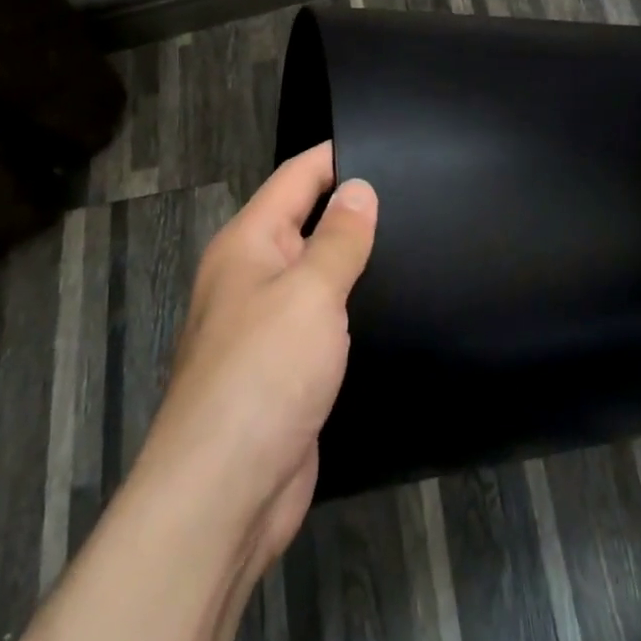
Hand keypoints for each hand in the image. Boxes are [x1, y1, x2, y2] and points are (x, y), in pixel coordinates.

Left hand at [135, 141, 376, 578]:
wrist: (223, 496)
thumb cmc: (263, 374)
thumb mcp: (309, 292)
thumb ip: (339, 237)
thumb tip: (359, 186)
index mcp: (248, 243)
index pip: (297, 176)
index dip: (338, 155)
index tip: (390, 145)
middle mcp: (253, 276)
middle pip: (307, 220)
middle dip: (353, 205)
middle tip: (417, 192)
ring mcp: (267, 325)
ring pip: (317, 272)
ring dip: (355, 259)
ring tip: (416, 239)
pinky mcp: (285, 369)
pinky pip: (323, 319)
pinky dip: (352, 306)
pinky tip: (393, 304)